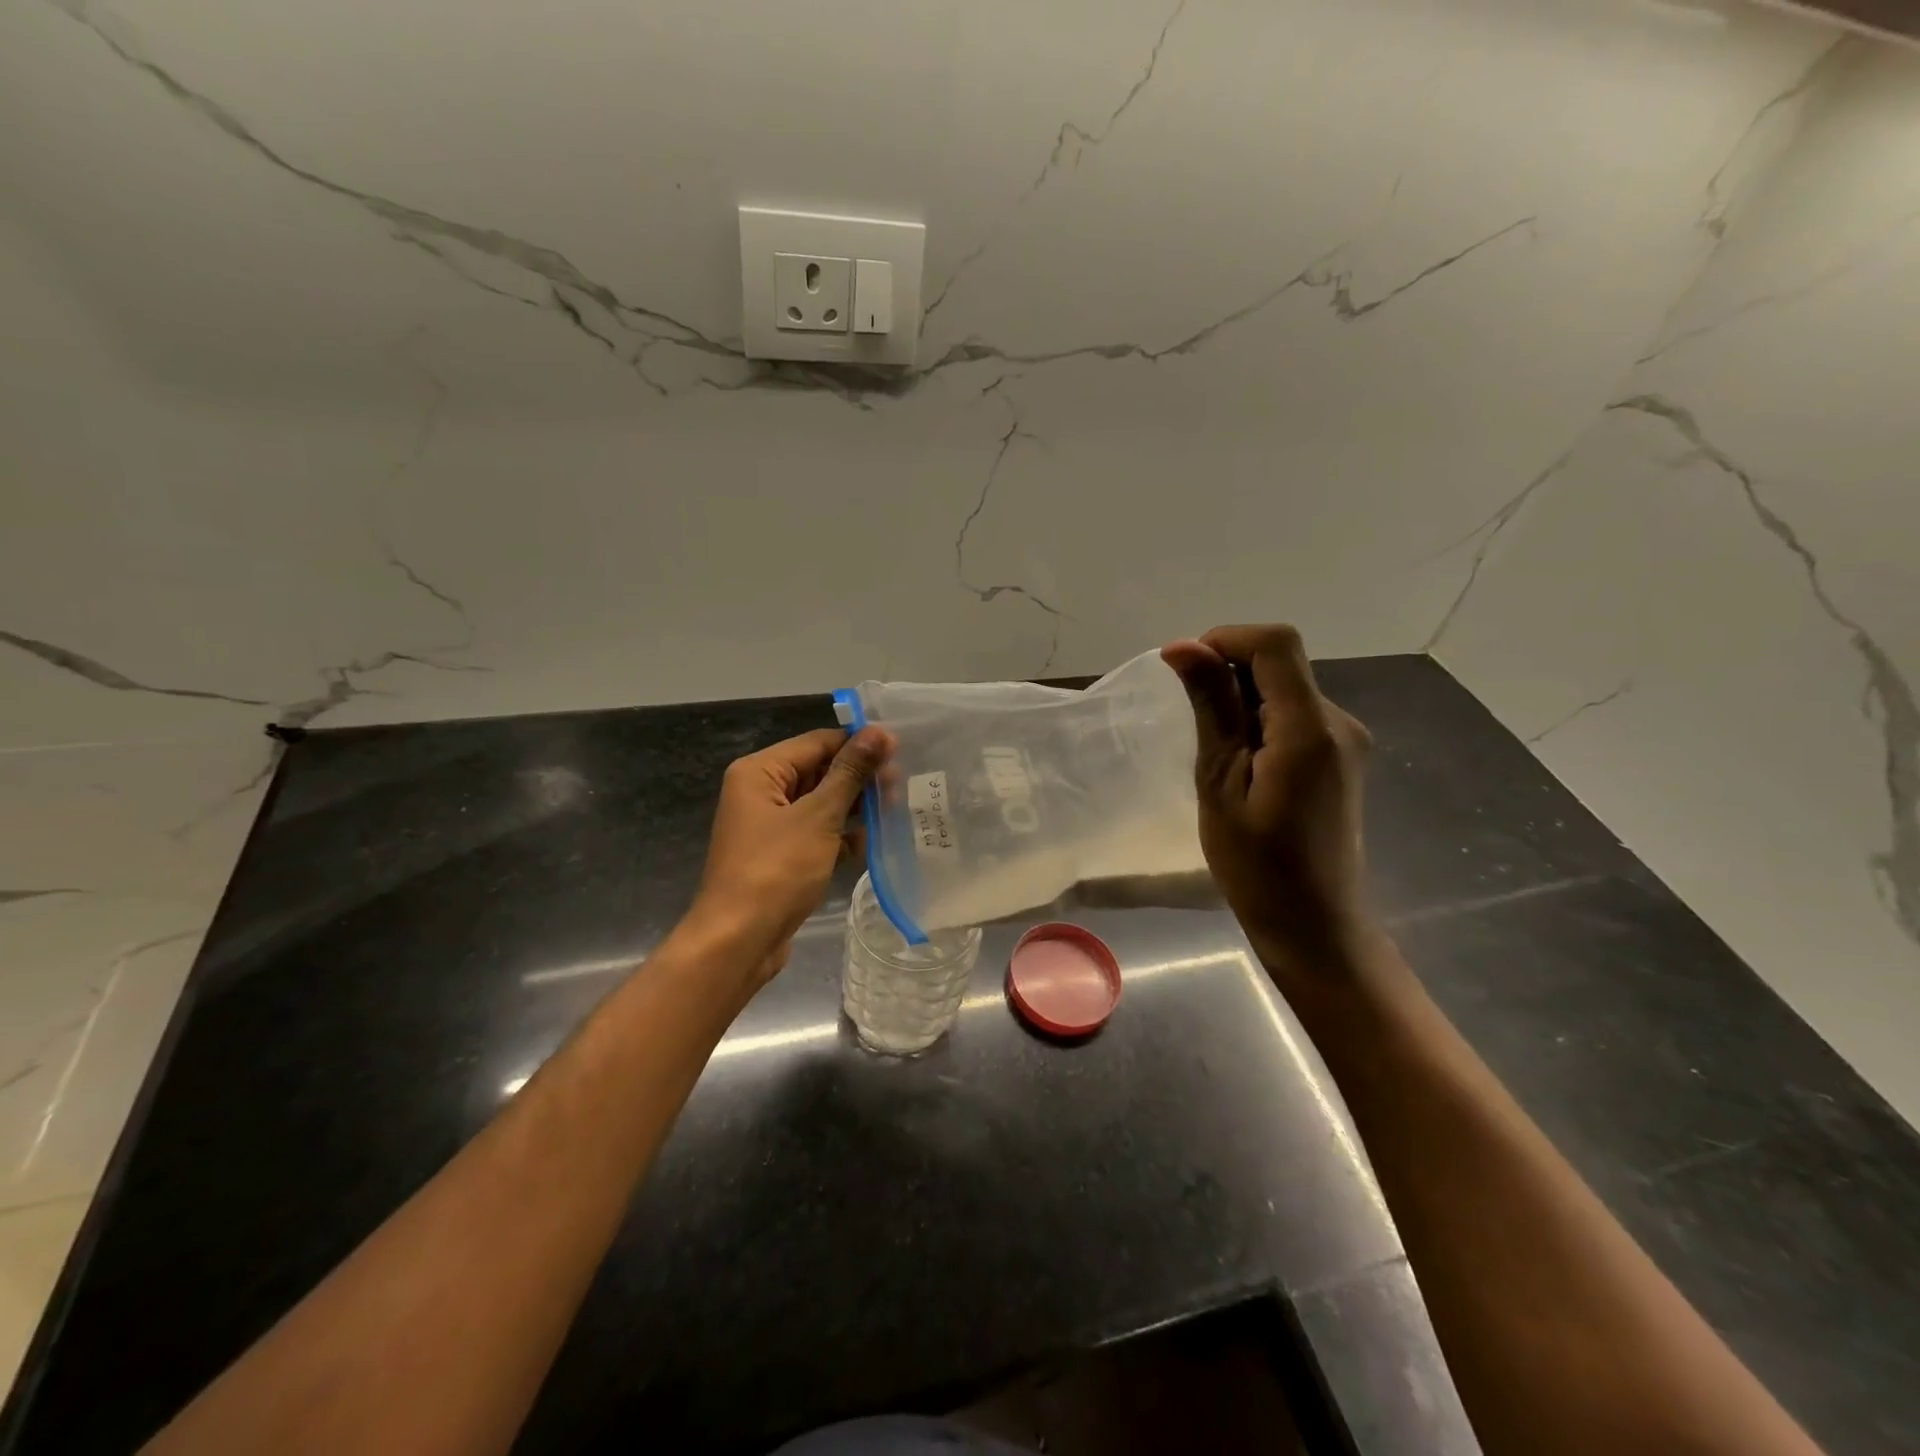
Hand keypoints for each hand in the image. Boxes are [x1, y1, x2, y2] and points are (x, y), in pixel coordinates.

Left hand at [689, 726, 891, 983]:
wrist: (738, 942)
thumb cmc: (776, 870)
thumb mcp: (818, 816)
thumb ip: (850, 773)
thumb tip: (879, 732)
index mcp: (760, 772)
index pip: (817, 742)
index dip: (858, 745)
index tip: (900, 753)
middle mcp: (761, 792)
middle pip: (819, 771)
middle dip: (859, 779)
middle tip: (900, 788)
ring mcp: (770, 826)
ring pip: (821, 803)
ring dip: (854, 809)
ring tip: (894, 813)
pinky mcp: (781, 855)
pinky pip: (817, 833)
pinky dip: (841, 836)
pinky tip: (870, 846)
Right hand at [1162, 625, 1375, 984]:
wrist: (1315, 925)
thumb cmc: (1256, 867)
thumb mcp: (1220, 784)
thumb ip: (1211, 708)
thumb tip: (1184, 647)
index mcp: (1310, 730)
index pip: (1275, 644)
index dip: (1225, 639)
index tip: (1181, 667)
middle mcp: (1339, 722)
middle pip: (1281, 663)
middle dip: (1229, 673)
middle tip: (1192, 723)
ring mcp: (1346, 739)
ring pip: (1286, 688)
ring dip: (1243, 700)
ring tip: (1216, 754)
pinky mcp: (1342, 755)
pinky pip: (1295, 714)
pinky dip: (1261, 720)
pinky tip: (1242, 764)